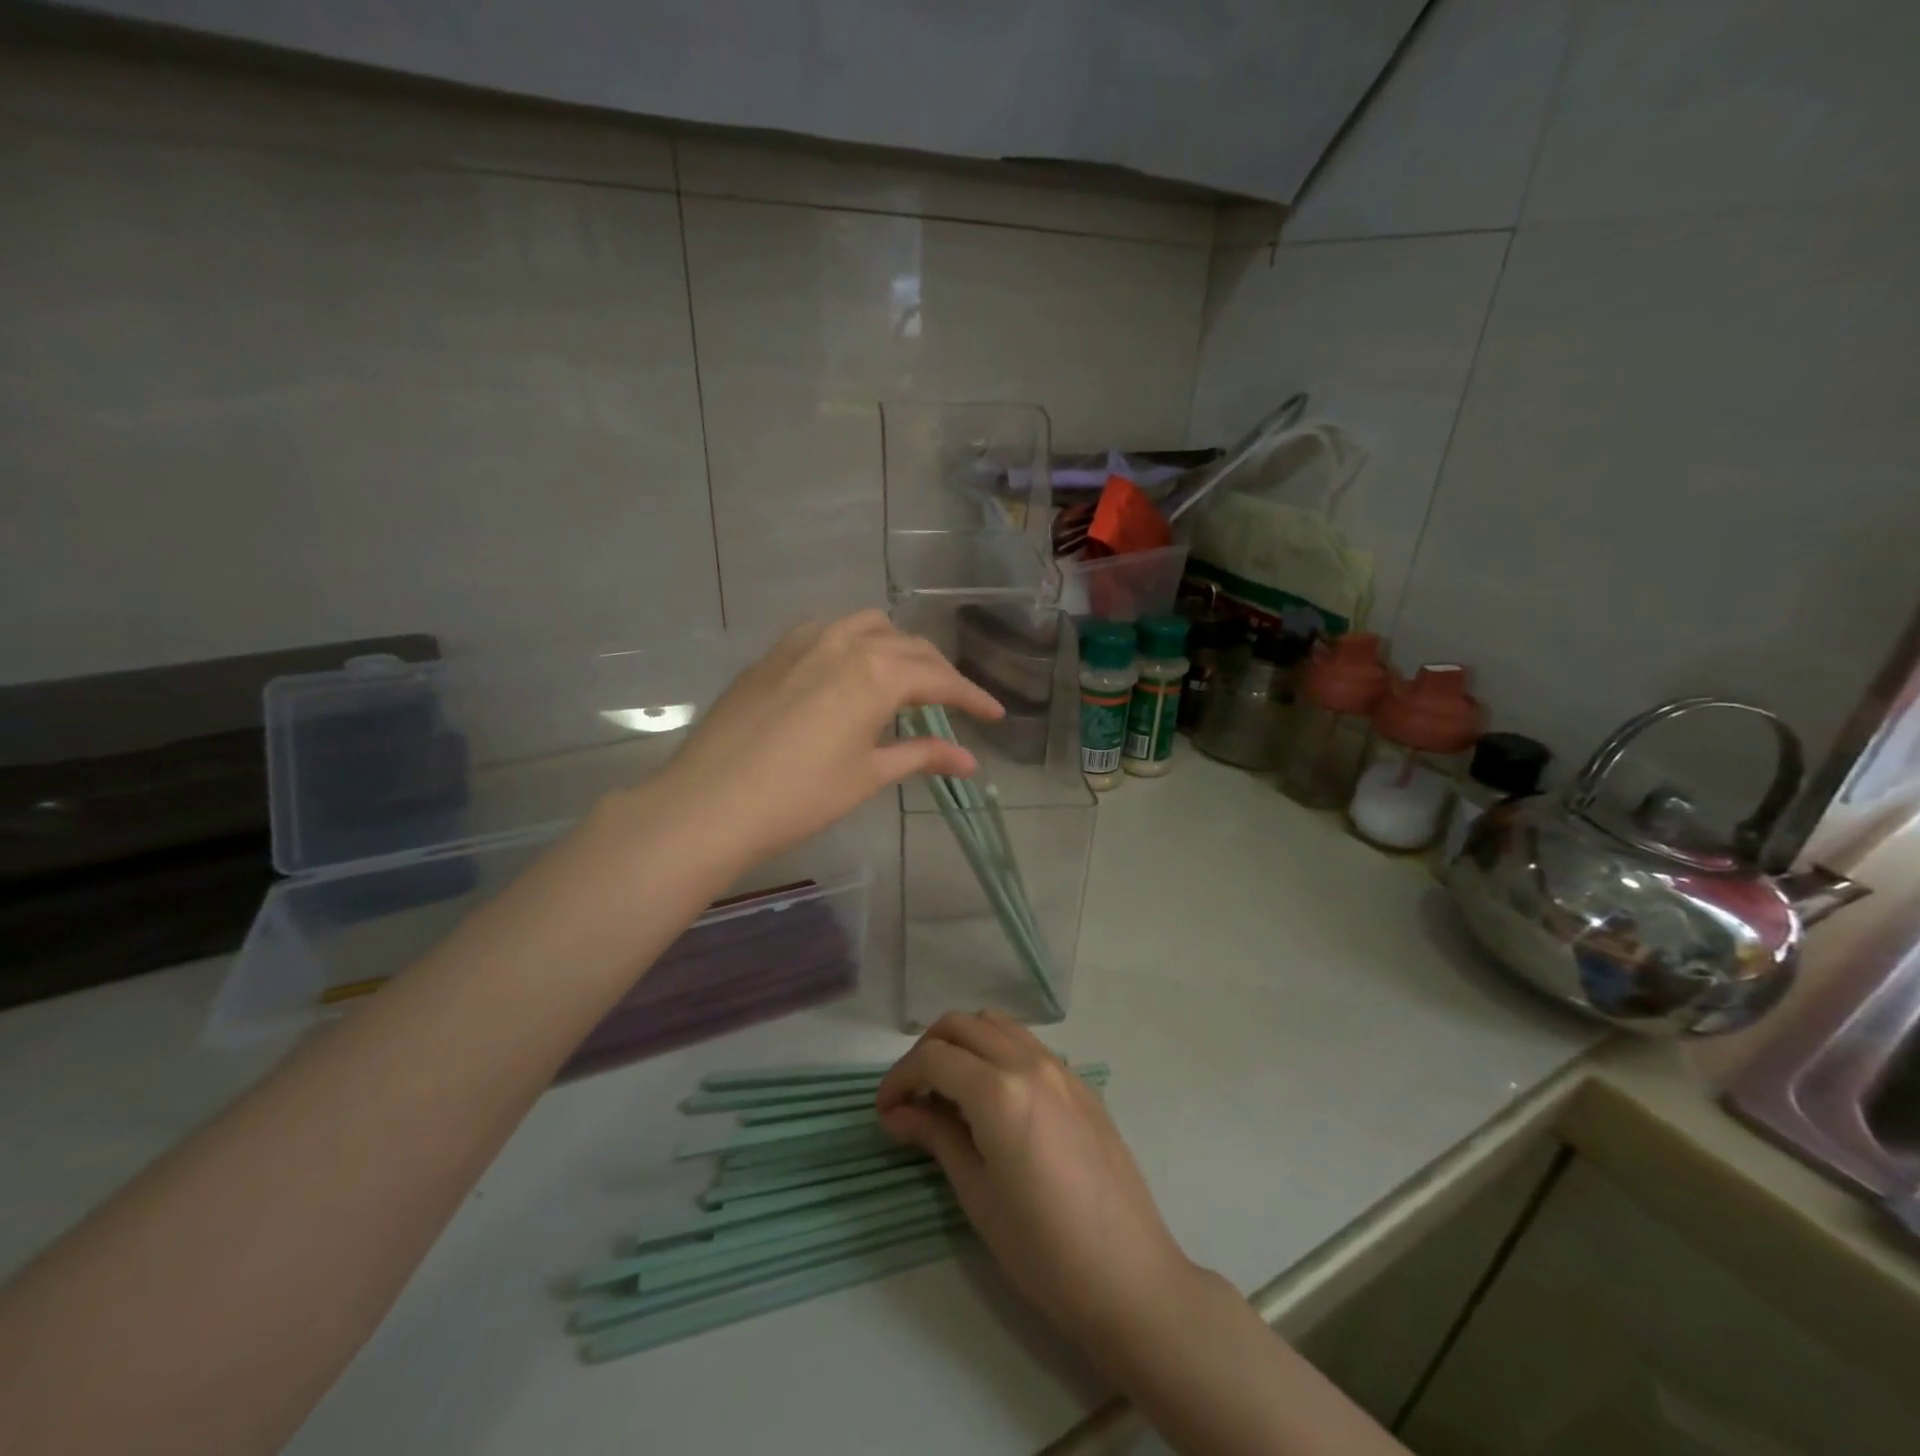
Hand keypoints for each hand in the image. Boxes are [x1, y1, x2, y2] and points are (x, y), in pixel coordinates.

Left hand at [645, 611, 1003, 871]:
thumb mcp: (868, 775)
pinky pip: (827, 632)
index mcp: (875, 673)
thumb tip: (970, 762)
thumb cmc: (799, 796)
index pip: (939, 678)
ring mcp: (803, 642)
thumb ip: (922, 757)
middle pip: (908, 647)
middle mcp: (844, 643)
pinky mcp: (773, 654)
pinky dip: (854, 644)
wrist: (710, 802)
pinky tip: (848, 673)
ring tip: (904, 680)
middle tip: (954, 704)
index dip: (971, 697)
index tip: (994, 715)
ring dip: (896, 648)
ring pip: (867, 627)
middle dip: (938, 673)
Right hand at [876, 1011, 1200, 1363]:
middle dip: (927, 1051)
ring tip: (949, 1089)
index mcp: (999, 1091)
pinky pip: (1027, 1044)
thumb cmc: (1043, 1250)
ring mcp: (1060, 1068)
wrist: (1129, 1276)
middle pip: (962, 1025)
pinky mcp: (1081, 1083)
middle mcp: (1029, 1063)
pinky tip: (993, 1096)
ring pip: (997, 1024)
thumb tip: (897, 1112)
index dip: (899, 1078)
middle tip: (911, 1096)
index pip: (933, 1058)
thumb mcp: (977, 1194)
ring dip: (964, 1043)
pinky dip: (997, 1051)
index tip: (884, 1111)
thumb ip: (936, 1136)